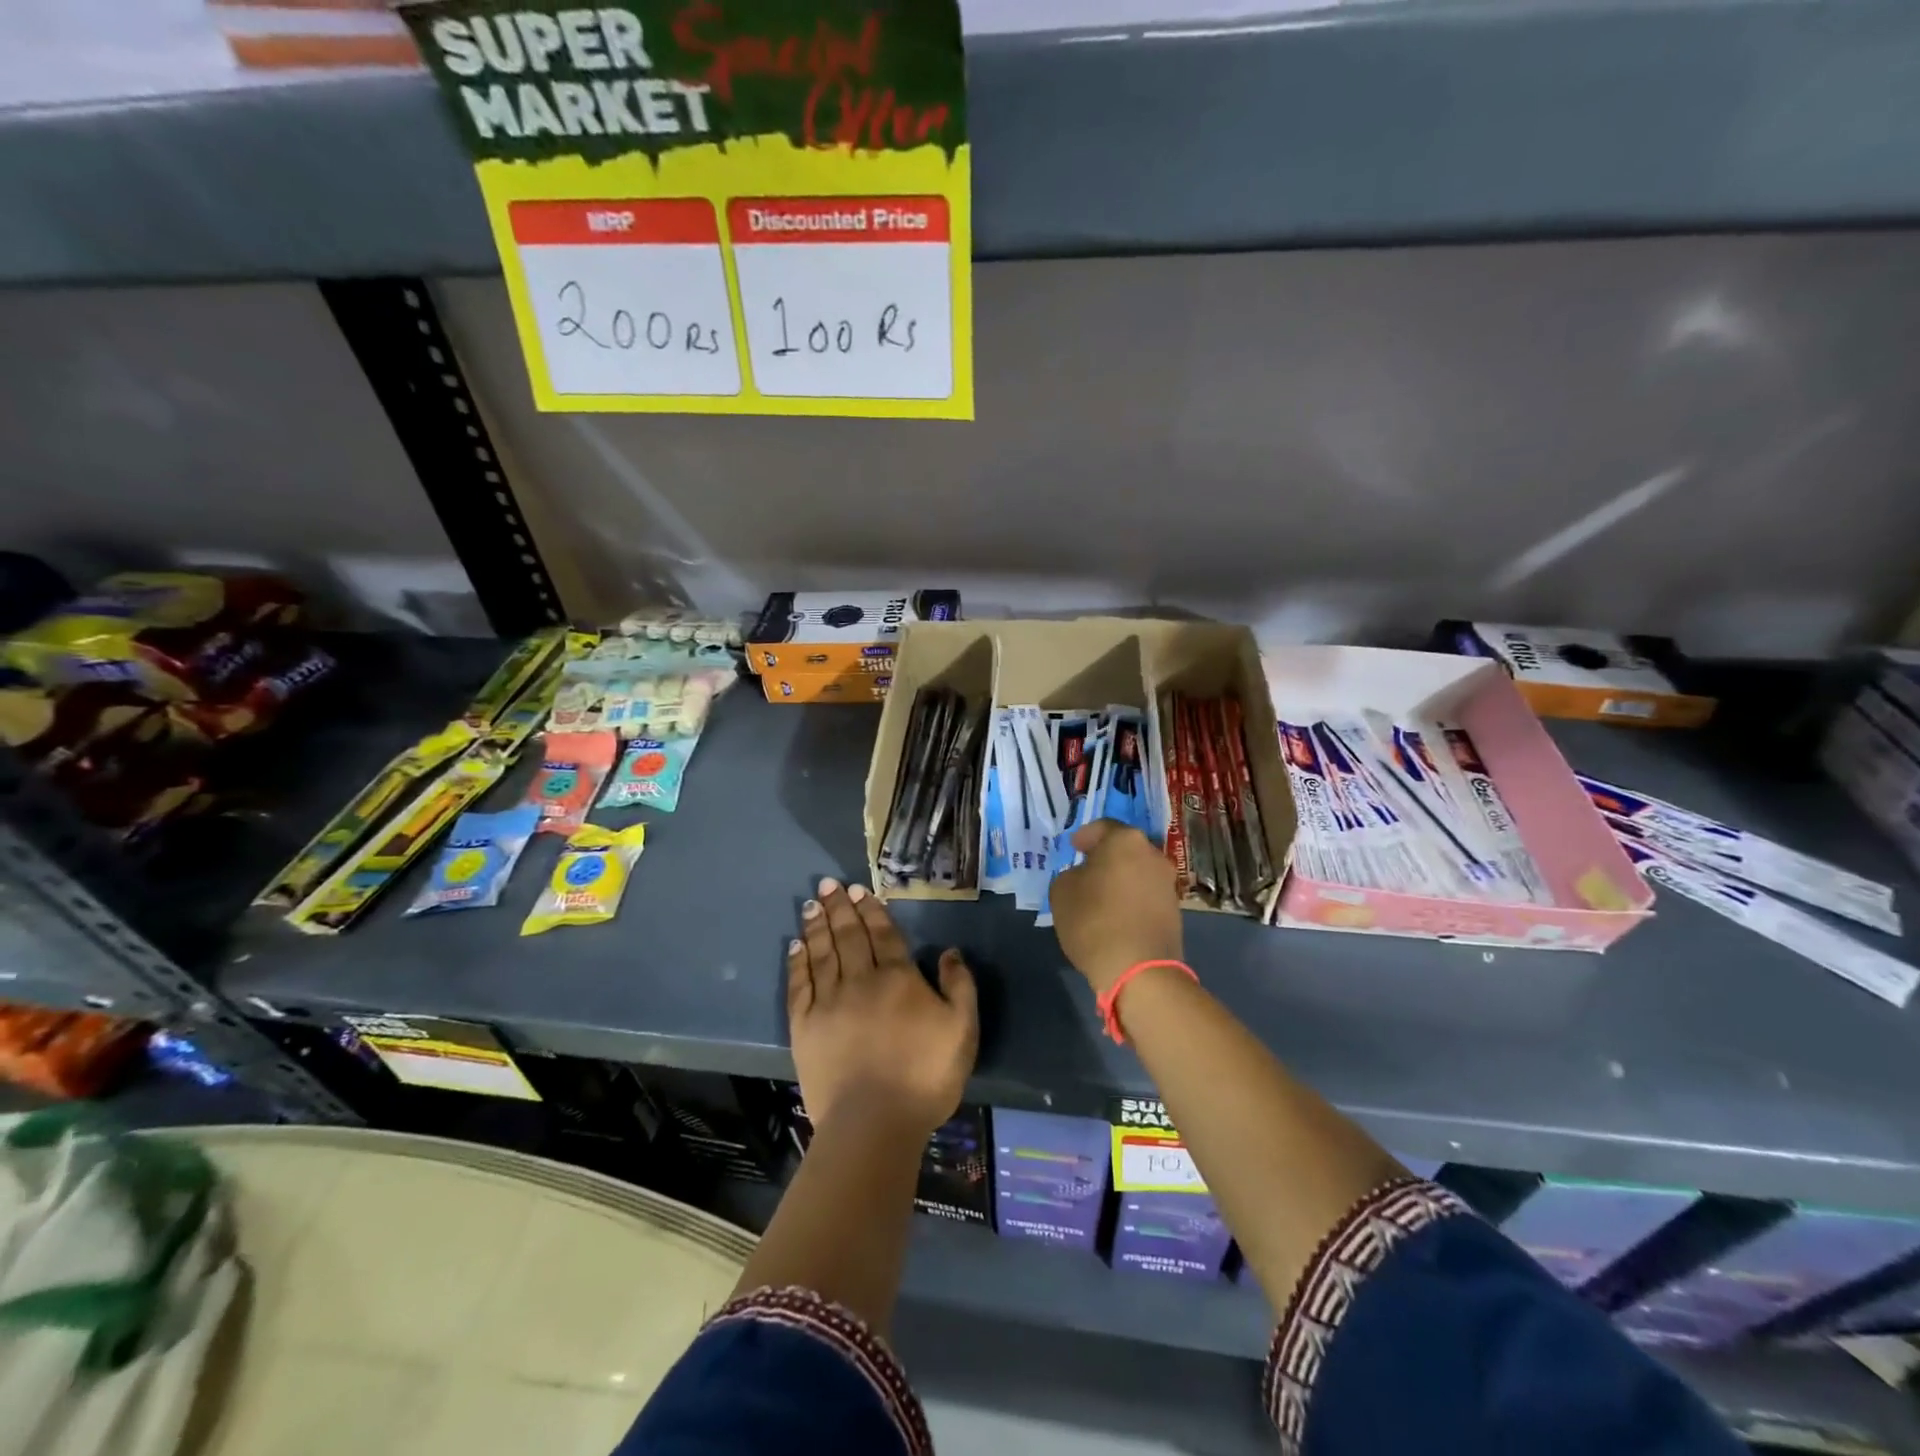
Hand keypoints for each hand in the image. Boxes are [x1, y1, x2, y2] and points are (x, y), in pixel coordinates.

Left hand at [787, 877, 977, 1137]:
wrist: (874, 1123)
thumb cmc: (925, 1076)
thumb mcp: (962, 1029)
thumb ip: (960, 986)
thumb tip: (950, 952)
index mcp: (898, 978)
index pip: (882, 934)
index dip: (871, 910)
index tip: (858, 890)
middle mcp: (860, 980)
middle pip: (848, 935)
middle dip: (839, 907)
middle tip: (827, 884)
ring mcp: (828, 1002)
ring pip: (822, 953)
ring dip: (817, 926)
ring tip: (811, 904)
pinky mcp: (804, 1027)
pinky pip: (799, 985)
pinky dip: (797, 962)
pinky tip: (795, 946)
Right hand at [1049, 819, 1184, 996]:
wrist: (1138, 969)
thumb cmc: (1094, 920)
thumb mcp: (1061, 891)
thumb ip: (1070, 874)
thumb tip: (1083, 876)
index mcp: (1125, 840)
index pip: (1103, 827)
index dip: (1085, 836)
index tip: (1073, 848)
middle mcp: (1153, 854)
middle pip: (1125, 849)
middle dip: (1106, 857)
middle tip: (1086, 871)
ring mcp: (1168, 883)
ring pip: (1138, 872)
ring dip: (1121, 879)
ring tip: (1101, 896)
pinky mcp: (1175, 910)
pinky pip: (1146, 895)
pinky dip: (1132, 899)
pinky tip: (1117, 915)